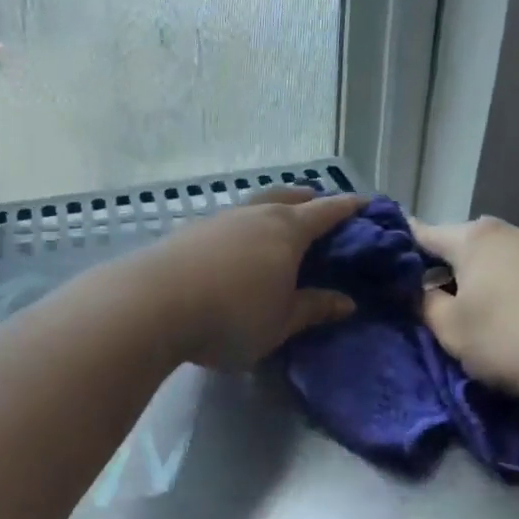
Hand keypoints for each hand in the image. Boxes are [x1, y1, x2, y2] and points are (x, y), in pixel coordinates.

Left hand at [137, 187, 364, 369]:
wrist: (153, 306)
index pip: (327, 212)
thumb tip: (347, 302)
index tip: (365, 204)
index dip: (349, 208)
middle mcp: (254, 215)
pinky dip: (241, 226)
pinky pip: (227, 221)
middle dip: (308, 199)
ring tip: (275, 223)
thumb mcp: (280, 323)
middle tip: (319, 205)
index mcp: (287, 231)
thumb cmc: (231, 317)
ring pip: (253, 204)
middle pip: (288, 196)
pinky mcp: (188, 232)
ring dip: (271, 208)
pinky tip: (234, 244)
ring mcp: (217, 219)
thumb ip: (313, 309)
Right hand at [412, 218, 518, 405]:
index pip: (425, 233)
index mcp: (475, 238)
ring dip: (489, 280)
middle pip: (468, 245)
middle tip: (436, 299)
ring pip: (505, 260)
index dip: (403, 246)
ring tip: (483, 313)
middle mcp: (515, 231)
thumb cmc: (509, 339)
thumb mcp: (450, 329)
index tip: (389, 259)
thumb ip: (426, 304)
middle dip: (450, 267)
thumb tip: (421, 289)